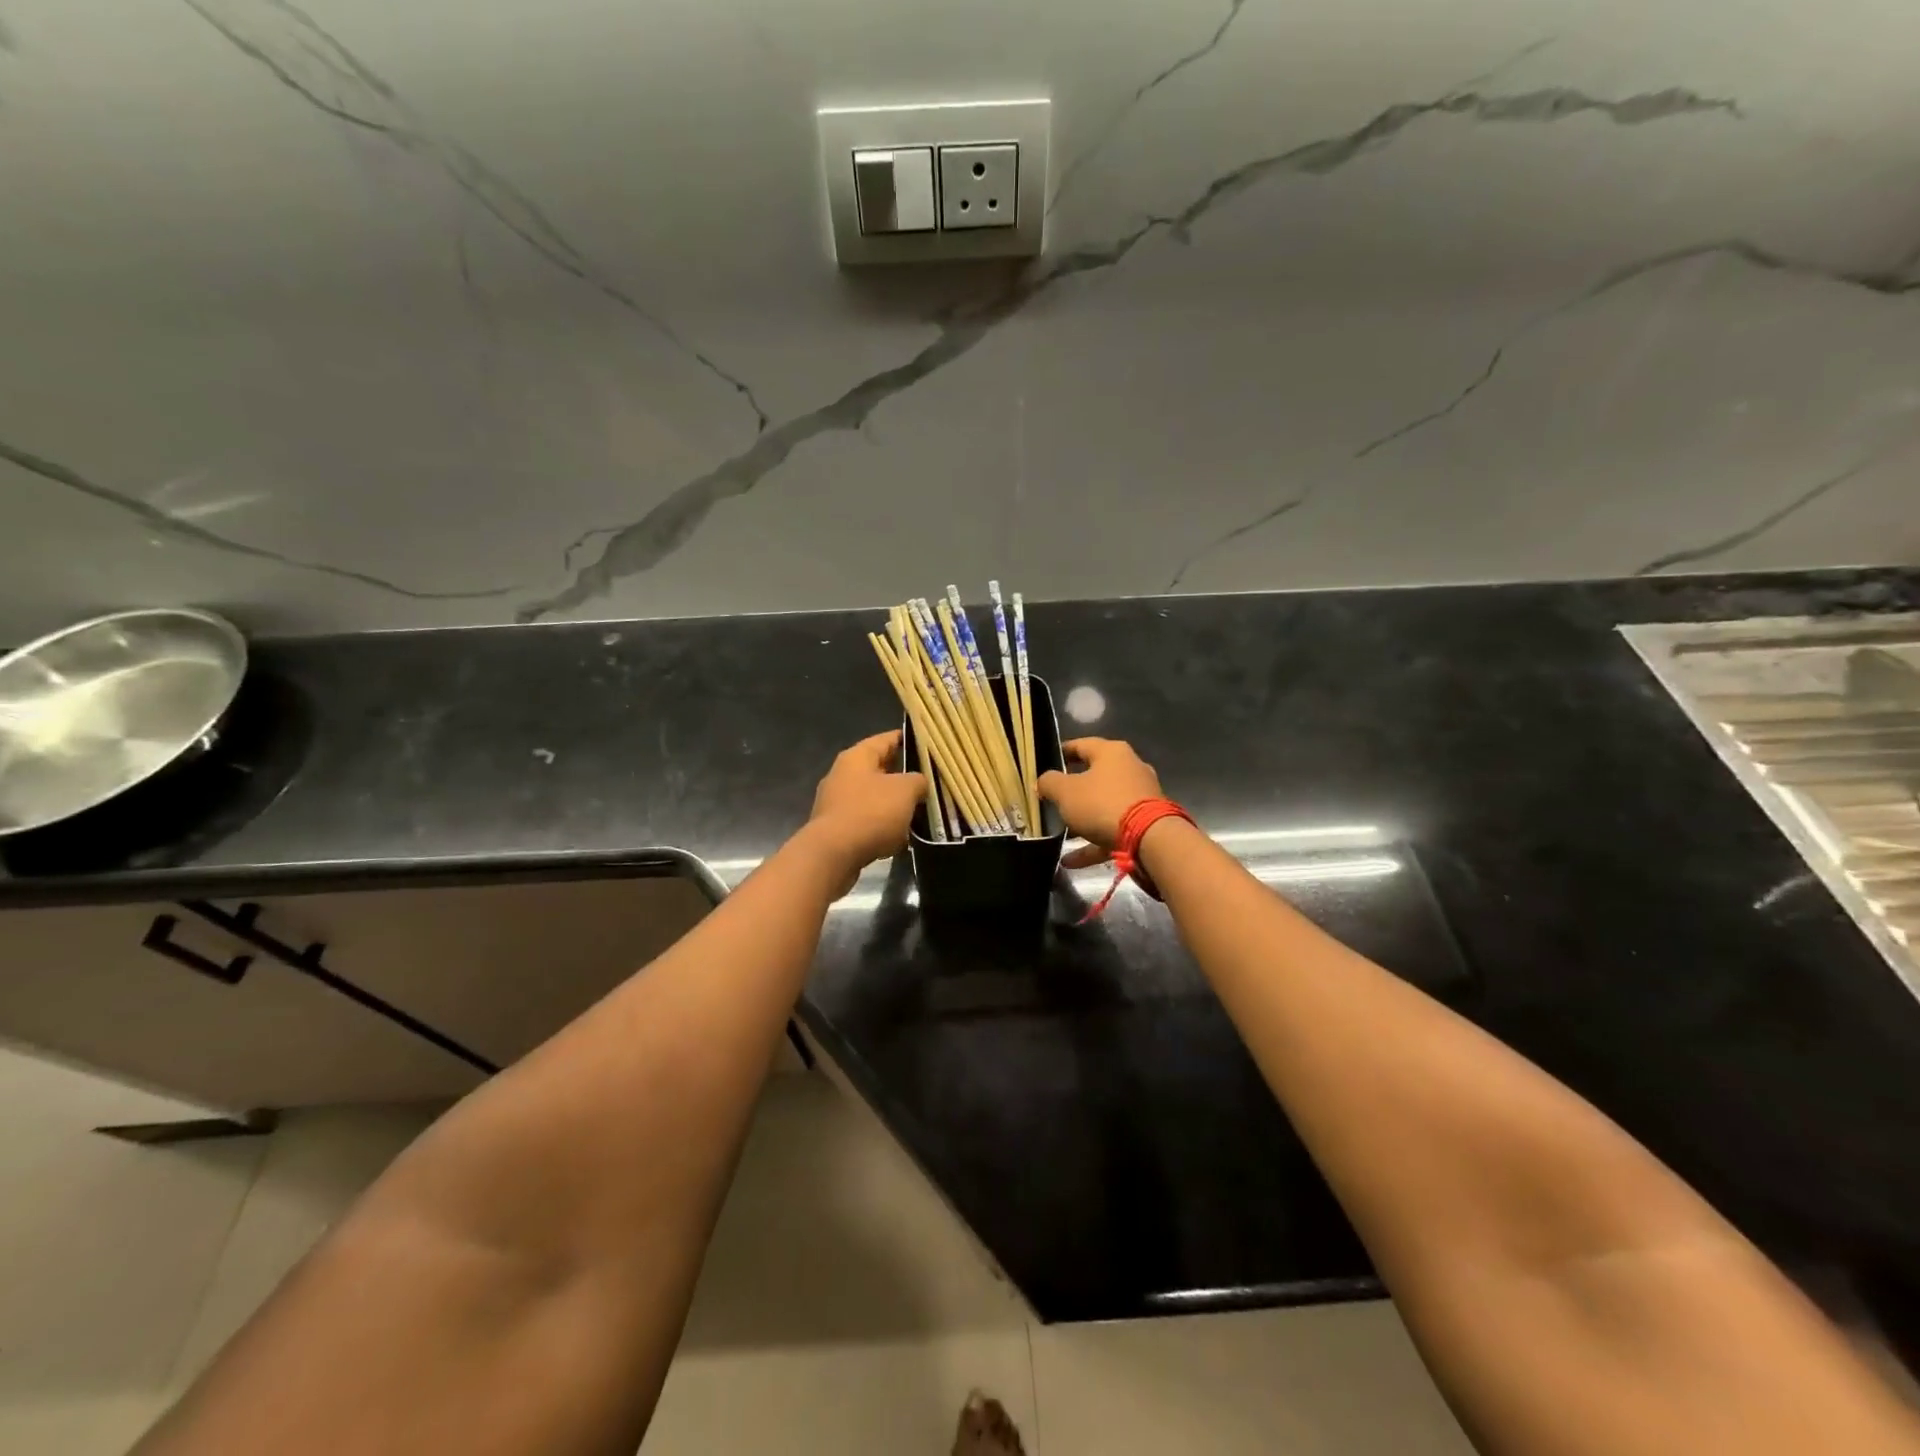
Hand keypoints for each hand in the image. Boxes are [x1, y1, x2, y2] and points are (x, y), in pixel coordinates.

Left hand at [806, 730, 925, 891]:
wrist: (834, 854)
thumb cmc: (871, 812)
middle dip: (903, 776)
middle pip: (879, 769)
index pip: (886, 739)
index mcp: (857, 757)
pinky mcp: (836, 828)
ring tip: (919, 811)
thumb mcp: (905, 790)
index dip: (907, 739)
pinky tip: (900, 838)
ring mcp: (837, 802)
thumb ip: (918, 780)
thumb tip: (919, 783)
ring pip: (874, 797)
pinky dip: (882, 826)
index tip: (926, 743)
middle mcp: (842, 775)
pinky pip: (866, 821)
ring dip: (893, 804)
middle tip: (929, 781)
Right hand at [1037, 737, 1163, 868]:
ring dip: (1081, 821)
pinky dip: (1092, 844)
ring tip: (1059, 834)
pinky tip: (1071, 860)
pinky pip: (1112, 830)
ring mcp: (1140, 798)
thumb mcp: (1066, 792)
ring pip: (1103, 806)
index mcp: (1112, 753)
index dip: (1062, 751)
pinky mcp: (1145, 824)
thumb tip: (1043, 781)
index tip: (1046, 760)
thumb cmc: (1102, 804)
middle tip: (1051, 800)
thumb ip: (1049, 783)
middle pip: (1094, 777)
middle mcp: (1129, 769)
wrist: (1149, 840)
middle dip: (1071, 790)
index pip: (1081, 745)